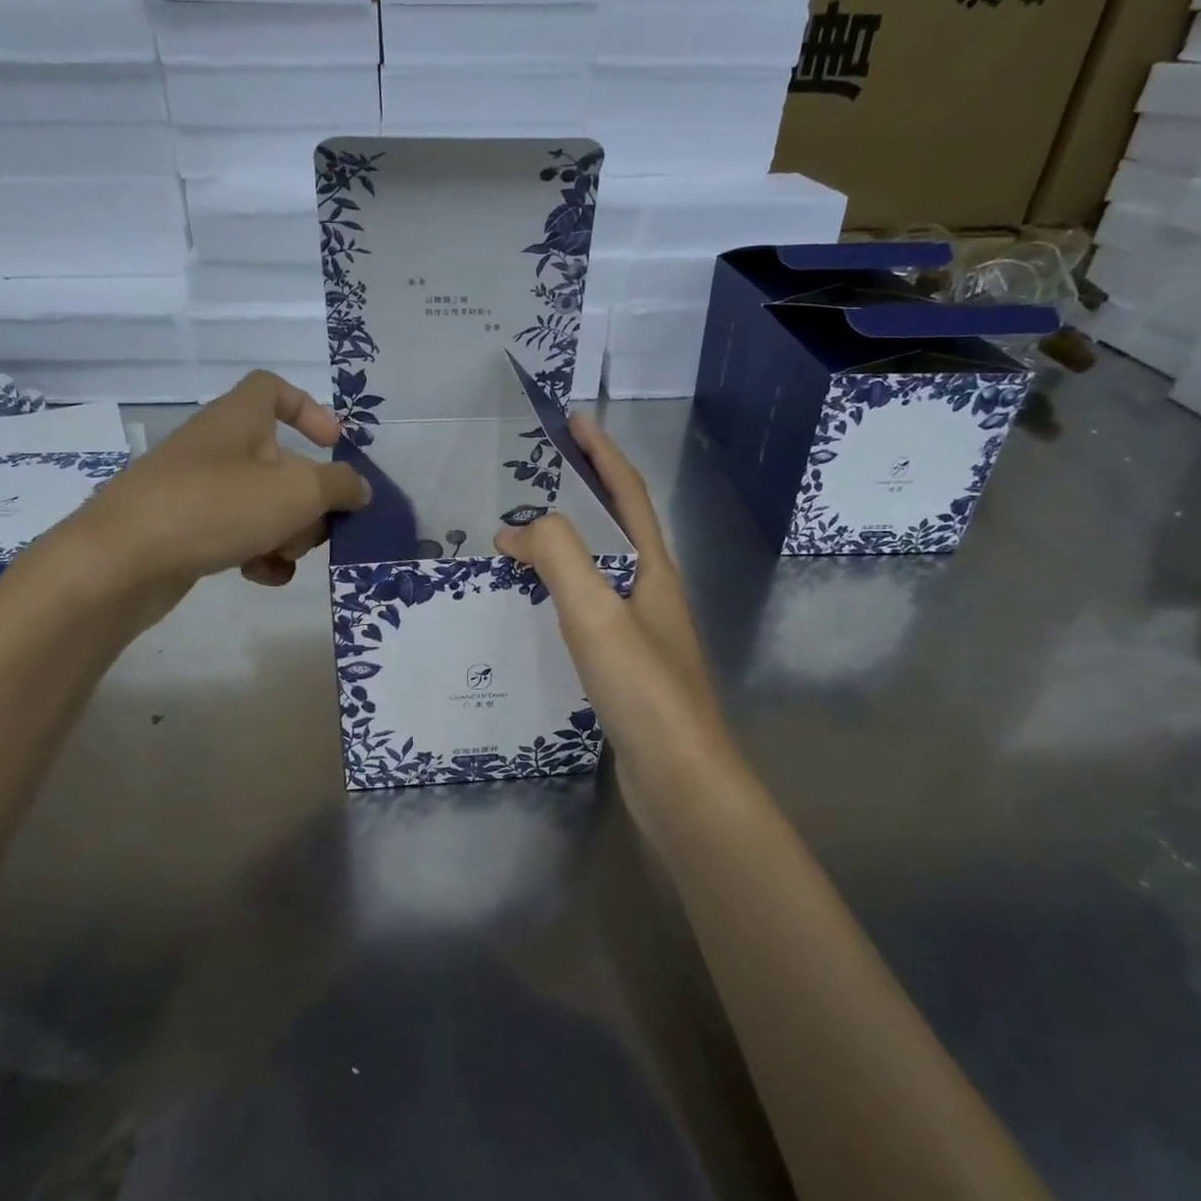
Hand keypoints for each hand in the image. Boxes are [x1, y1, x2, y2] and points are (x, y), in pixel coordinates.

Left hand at [56, 371, 371, 597]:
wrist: (121, 561)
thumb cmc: (216, 507)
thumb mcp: (297, 493)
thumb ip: (340, 486)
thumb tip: (360, 488)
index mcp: (239, 419)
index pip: (273, 389)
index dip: (309, 409)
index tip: (333, 445)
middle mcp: (217, 447)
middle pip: (281, 461)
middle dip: (308, 498)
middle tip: (316, 525)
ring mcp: (197, 489)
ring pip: (262, 503)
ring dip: (287, 532)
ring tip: (283, 556)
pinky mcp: (184, 529)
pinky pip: (236, 533)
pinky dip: (257, 552)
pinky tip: (262, 576)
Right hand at [493, 414, 734, 799]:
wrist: (680, 780)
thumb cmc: (642, 689)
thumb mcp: (595, 613)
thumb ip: (559, 557)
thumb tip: (520, 528)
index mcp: (653, 570)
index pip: (627, 494)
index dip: (603, 453)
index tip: (575, 420)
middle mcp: (653, 592)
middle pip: (617, 526)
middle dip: (583, 491)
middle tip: (538, 474)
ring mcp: (644, 630)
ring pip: (602, 568)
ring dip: (568, 542)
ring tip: (526, 535)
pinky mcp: (629, 665)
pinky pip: (590, 606)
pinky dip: (562, 589)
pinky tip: (537, 605)